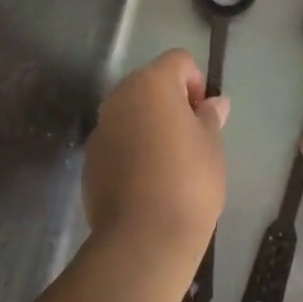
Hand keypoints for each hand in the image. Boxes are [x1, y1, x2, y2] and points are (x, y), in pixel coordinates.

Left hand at [84, 49, 227, 271]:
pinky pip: (116, 141)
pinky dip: (130, 150)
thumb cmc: (188, 181)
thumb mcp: (211, 146)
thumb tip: (213, 103)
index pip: (178, 61)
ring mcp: (100, 128)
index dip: (195, 82)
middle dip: (170, 102)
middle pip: (150, 83)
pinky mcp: (89, 160)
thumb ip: (209, 117)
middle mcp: (120, 96)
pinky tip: (146, 182)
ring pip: (130, 113)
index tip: (203, 116)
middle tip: (190, 137)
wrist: (143, 240)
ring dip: (148, 125)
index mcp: (152, 83)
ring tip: (168, 162)